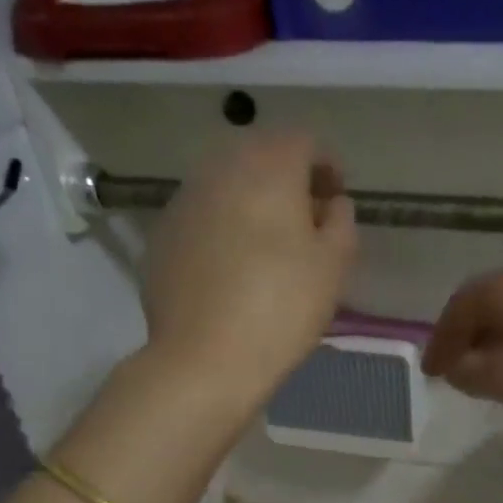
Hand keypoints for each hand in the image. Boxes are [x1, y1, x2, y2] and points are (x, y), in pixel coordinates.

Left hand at [142, 131, 357, 403]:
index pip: (304, 142)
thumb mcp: (333, 267)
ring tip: (267, 246)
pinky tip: (231, 269)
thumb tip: (332, 204)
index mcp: (268, 168)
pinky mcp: (161, 236)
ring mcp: (183, 201)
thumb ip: (341, 222)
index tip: (336, 200)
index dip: (327, 166)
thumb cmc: (281, 309)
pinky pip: (201, 217)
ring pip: (226, 185)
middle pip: (260, 156)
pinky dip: (222, 228)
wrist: (204, 360)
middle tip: (305, 222)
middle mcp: (219, 170)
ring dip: (251, 202)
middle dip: (286, 180)